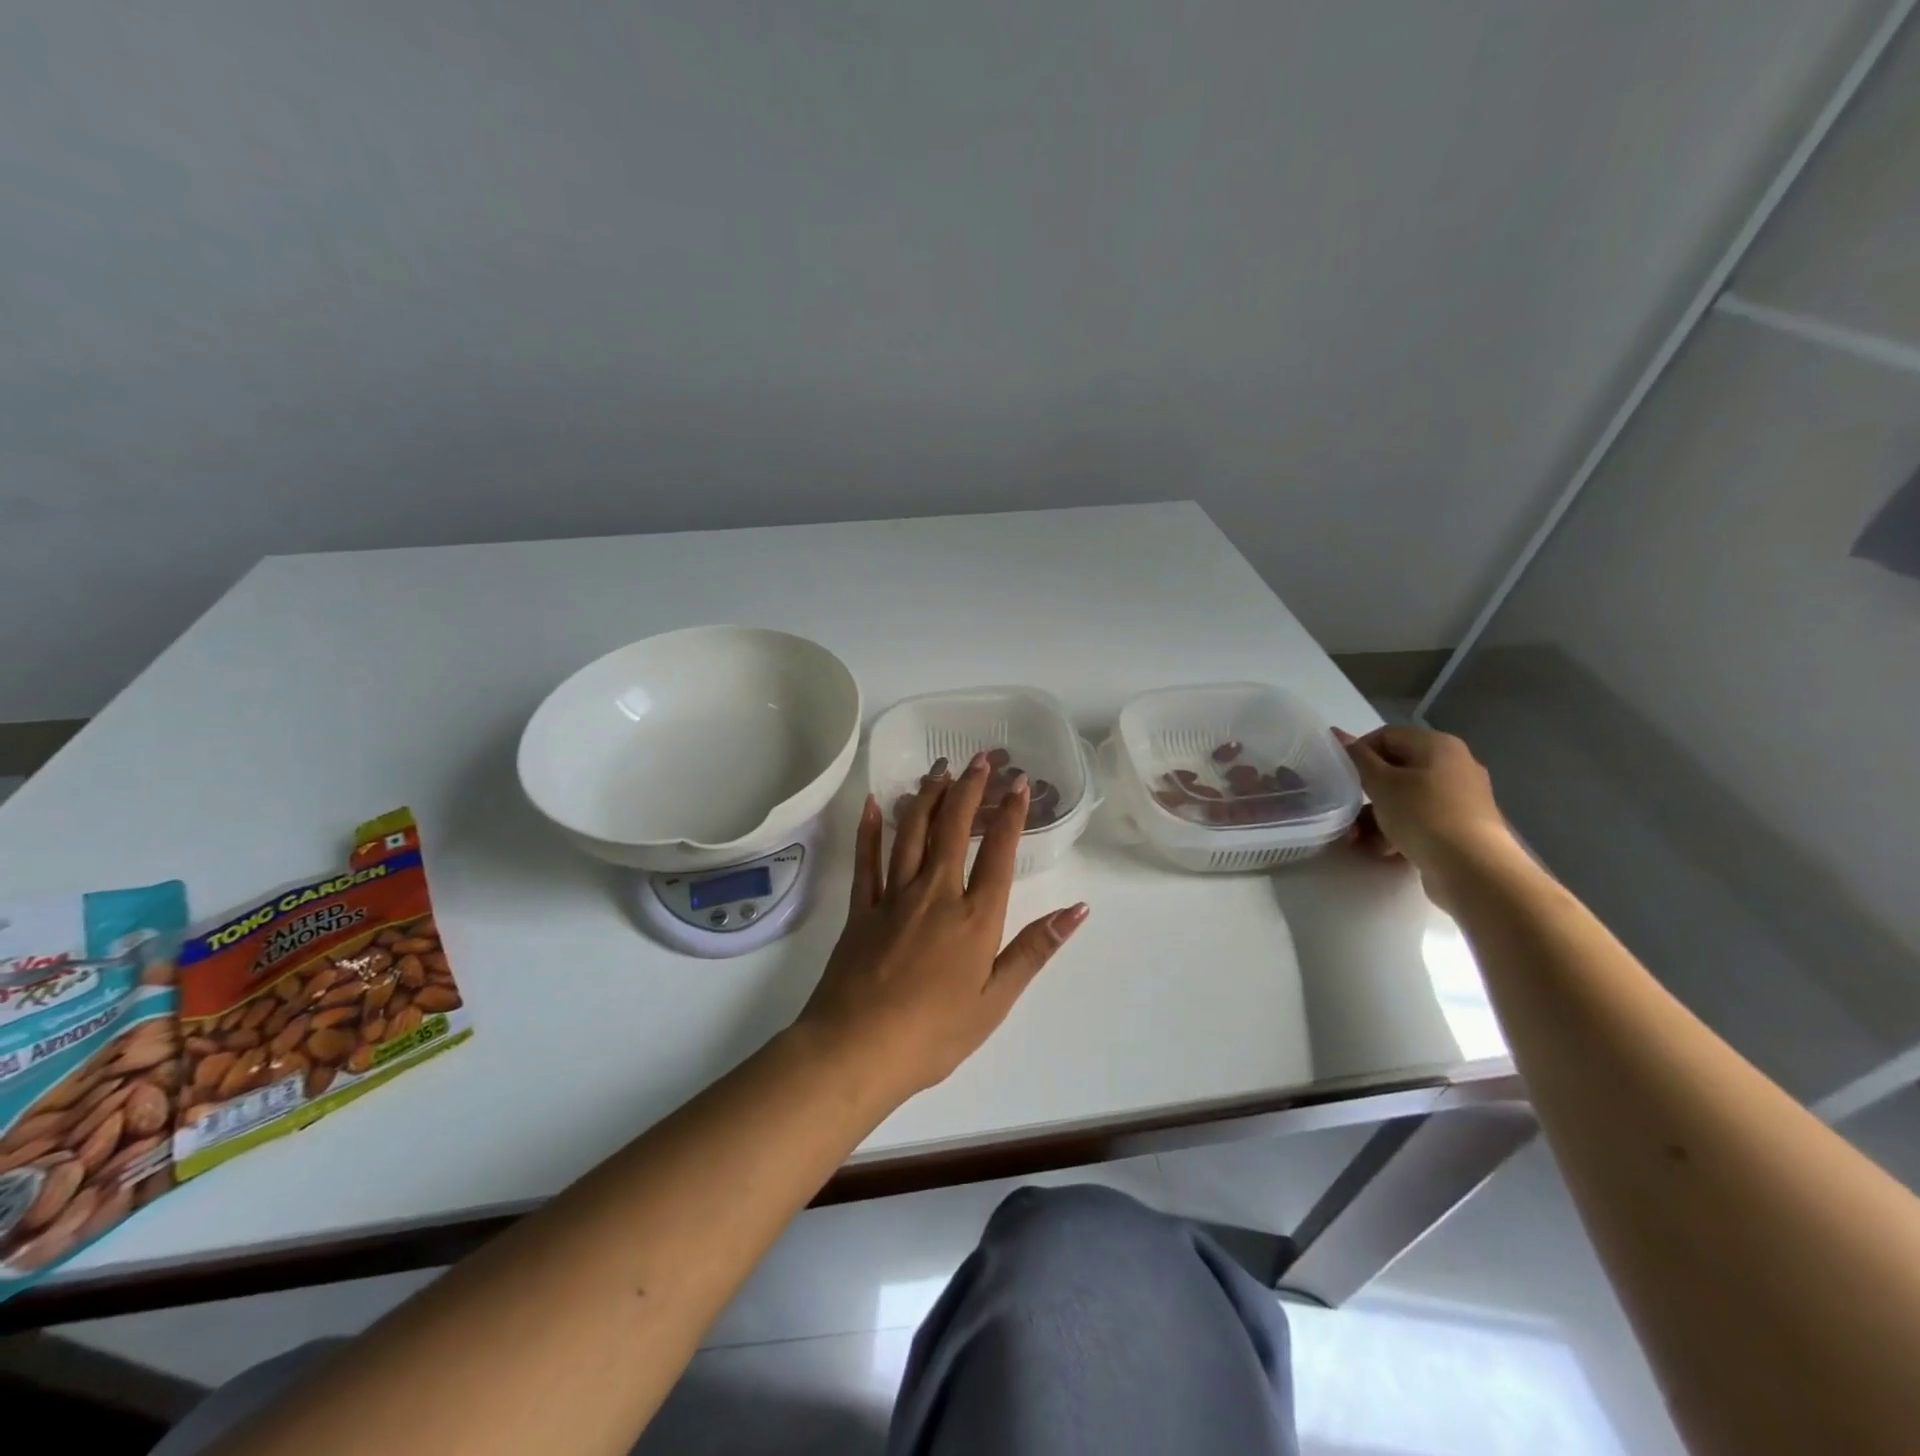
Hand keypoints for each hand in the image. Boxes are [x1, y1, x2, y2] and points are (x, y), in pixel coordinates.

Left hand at [796, 752, 1088, 1105]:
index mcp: (974, 918)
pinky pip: (866, 859)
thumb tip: (1078, 909)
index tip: (1018, 782)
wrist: (856, 1050)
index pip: (997, 853)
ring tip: (940, 769)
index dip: (1010, 814)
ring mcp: (892, 897)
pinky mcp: (860, 909)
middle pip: (953, 829)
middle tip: (979, 759)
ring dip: (927, 797)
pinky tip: (874, 802)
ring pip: (912, 833)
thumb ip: (1035, 950)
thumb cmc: (935, 1033)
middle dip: (969, 789)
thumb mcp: (996, 1000)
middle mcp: (935, 894)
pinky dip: (870, 828)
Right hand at [1335, 725, 1517, 906]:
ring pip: (1405, 798)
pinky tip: (1382, 850)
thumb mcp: (1381, 783)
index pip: (1387, 735)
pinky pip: (1420, 819)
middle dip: (1365, 791)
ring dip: (1376, 816)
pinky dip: (1398, 830)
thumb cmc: (1422, 815)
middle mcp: (1454, 765)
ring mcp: (1460, 797)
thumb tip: (1338, 733)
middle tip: (1345, 808)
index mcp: (1438, 745)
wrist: (1472, 868)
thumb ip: (1358, 758)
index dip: (1359, 752)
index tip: (1342, 776)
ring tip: (1357, 838)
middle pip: (1396, 769)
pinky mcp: (1460, 826)